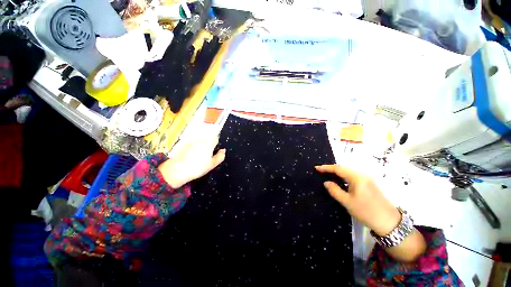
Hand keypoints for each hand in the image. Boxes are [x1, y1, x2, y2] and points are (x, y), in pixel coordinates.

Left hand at [158, 136, 225, 188]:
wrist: (177, 170)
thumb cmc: (198, 167)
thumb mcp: (212, 164)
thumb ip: (220, 156)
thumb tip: (223, 150)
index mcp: (209, 143)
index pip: (216, 138)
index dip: (216, 144)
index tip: (215, 150)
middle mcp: (201, 139)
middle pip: (208, 138)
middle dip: (209, 144)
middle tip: (207, 155)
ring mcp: (192, 141)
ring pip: (200, 141)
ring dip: (201, 145)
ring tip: (199, 157)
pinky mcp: (184, 144)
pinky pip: (193, 144)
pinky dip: (194, 147)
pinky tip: (191, 156)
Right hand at [315, 165, 400, 235]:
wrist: (389, 223)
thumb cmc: (366, 212)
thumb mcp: (347, 202)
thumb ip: (334, 190)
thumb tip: (326, 182)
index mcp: (357, 177)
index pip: (338, 169)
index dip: (326, 168)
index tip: (316, 168)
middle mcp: (362, 175)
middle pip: (343, 169)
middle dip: (331, 169)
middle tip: (321, 172)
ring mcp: (367, 179)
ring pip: (348, 173)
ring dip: (338, 173)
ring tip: (327, 175)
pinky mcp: (369, 184)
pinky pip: (353, 177)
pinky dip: (344, 178)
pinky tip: (340, 182)